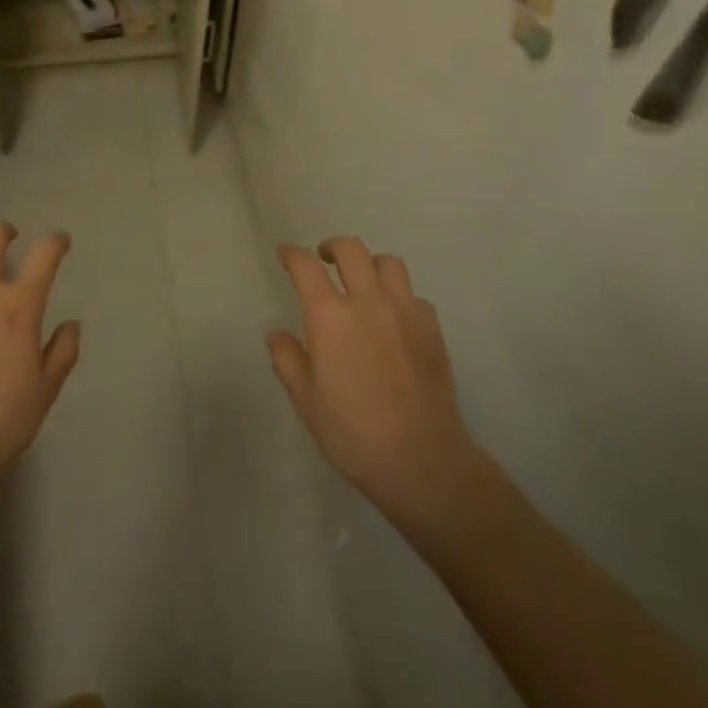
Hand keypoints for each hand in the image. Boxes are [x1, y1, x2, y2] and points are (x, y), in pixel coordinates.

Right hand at [268, 237, 480, 529]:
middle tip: (325, 259)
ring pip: (388, 263)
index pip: (305, 266)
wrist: (421, 460)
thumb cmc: (353, 434)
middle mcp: (367, 302)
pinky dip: (400, 298)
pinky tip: (395, 319)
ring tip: (363, 282)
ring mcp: (405, 312)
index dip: (292, 254)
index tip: (286, 254)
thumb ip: (288, 360)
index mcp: (330, 317)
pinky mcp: (432, 328)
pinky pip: (415, 296)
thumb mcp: (307, 402)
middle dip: (333, 247)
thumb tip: (275, 334)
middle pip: (351, 249)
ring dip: (370, 265)